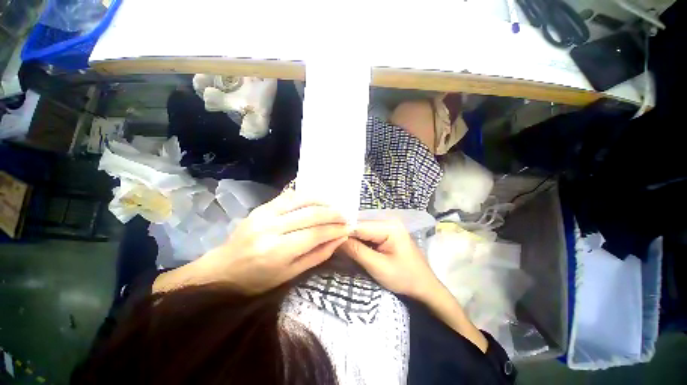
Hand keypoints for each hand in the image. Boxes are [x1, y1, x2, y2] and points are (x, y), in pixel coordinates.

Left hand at [194, 191, 349, 293]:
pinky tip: (318, 199)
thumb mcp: (290, 275)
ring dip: (322, 201)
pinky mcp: (262, 206)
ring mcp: (264, 214)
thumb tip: (339, 239)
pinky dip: (307, 196)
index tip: (348, 227)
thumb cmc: (257, 279)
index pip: (315, 234)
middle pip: (310, 215)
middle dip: (333, 214)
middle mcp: (271, 228)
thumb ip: (318, 255)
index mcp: (277, 251)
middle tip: (346, 216)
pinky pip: (289, 196)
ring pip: (301, 200)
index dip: (335, 230)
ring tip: (335, 206)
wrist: (223, 268)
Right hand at [340, 220, 441, 300]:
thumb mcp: (378, 266)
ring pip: (362, 230)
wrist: (424, 286)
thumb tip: (335, 238)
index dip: (342, 232)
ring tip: (337, 246)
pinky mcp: (386, 233)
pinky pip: (367, 234)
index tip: (327, 240)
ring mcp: (387, 226)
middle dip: (346, 235)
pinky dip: (358, 241)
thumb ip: (356, 251)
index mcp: (389, 226)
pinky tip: (349, 247)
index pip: (359, 225)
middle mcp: (387, 221)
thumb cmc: (404, 278)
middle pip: (360, 225)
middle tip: (330, 245)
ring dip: (350, 238)